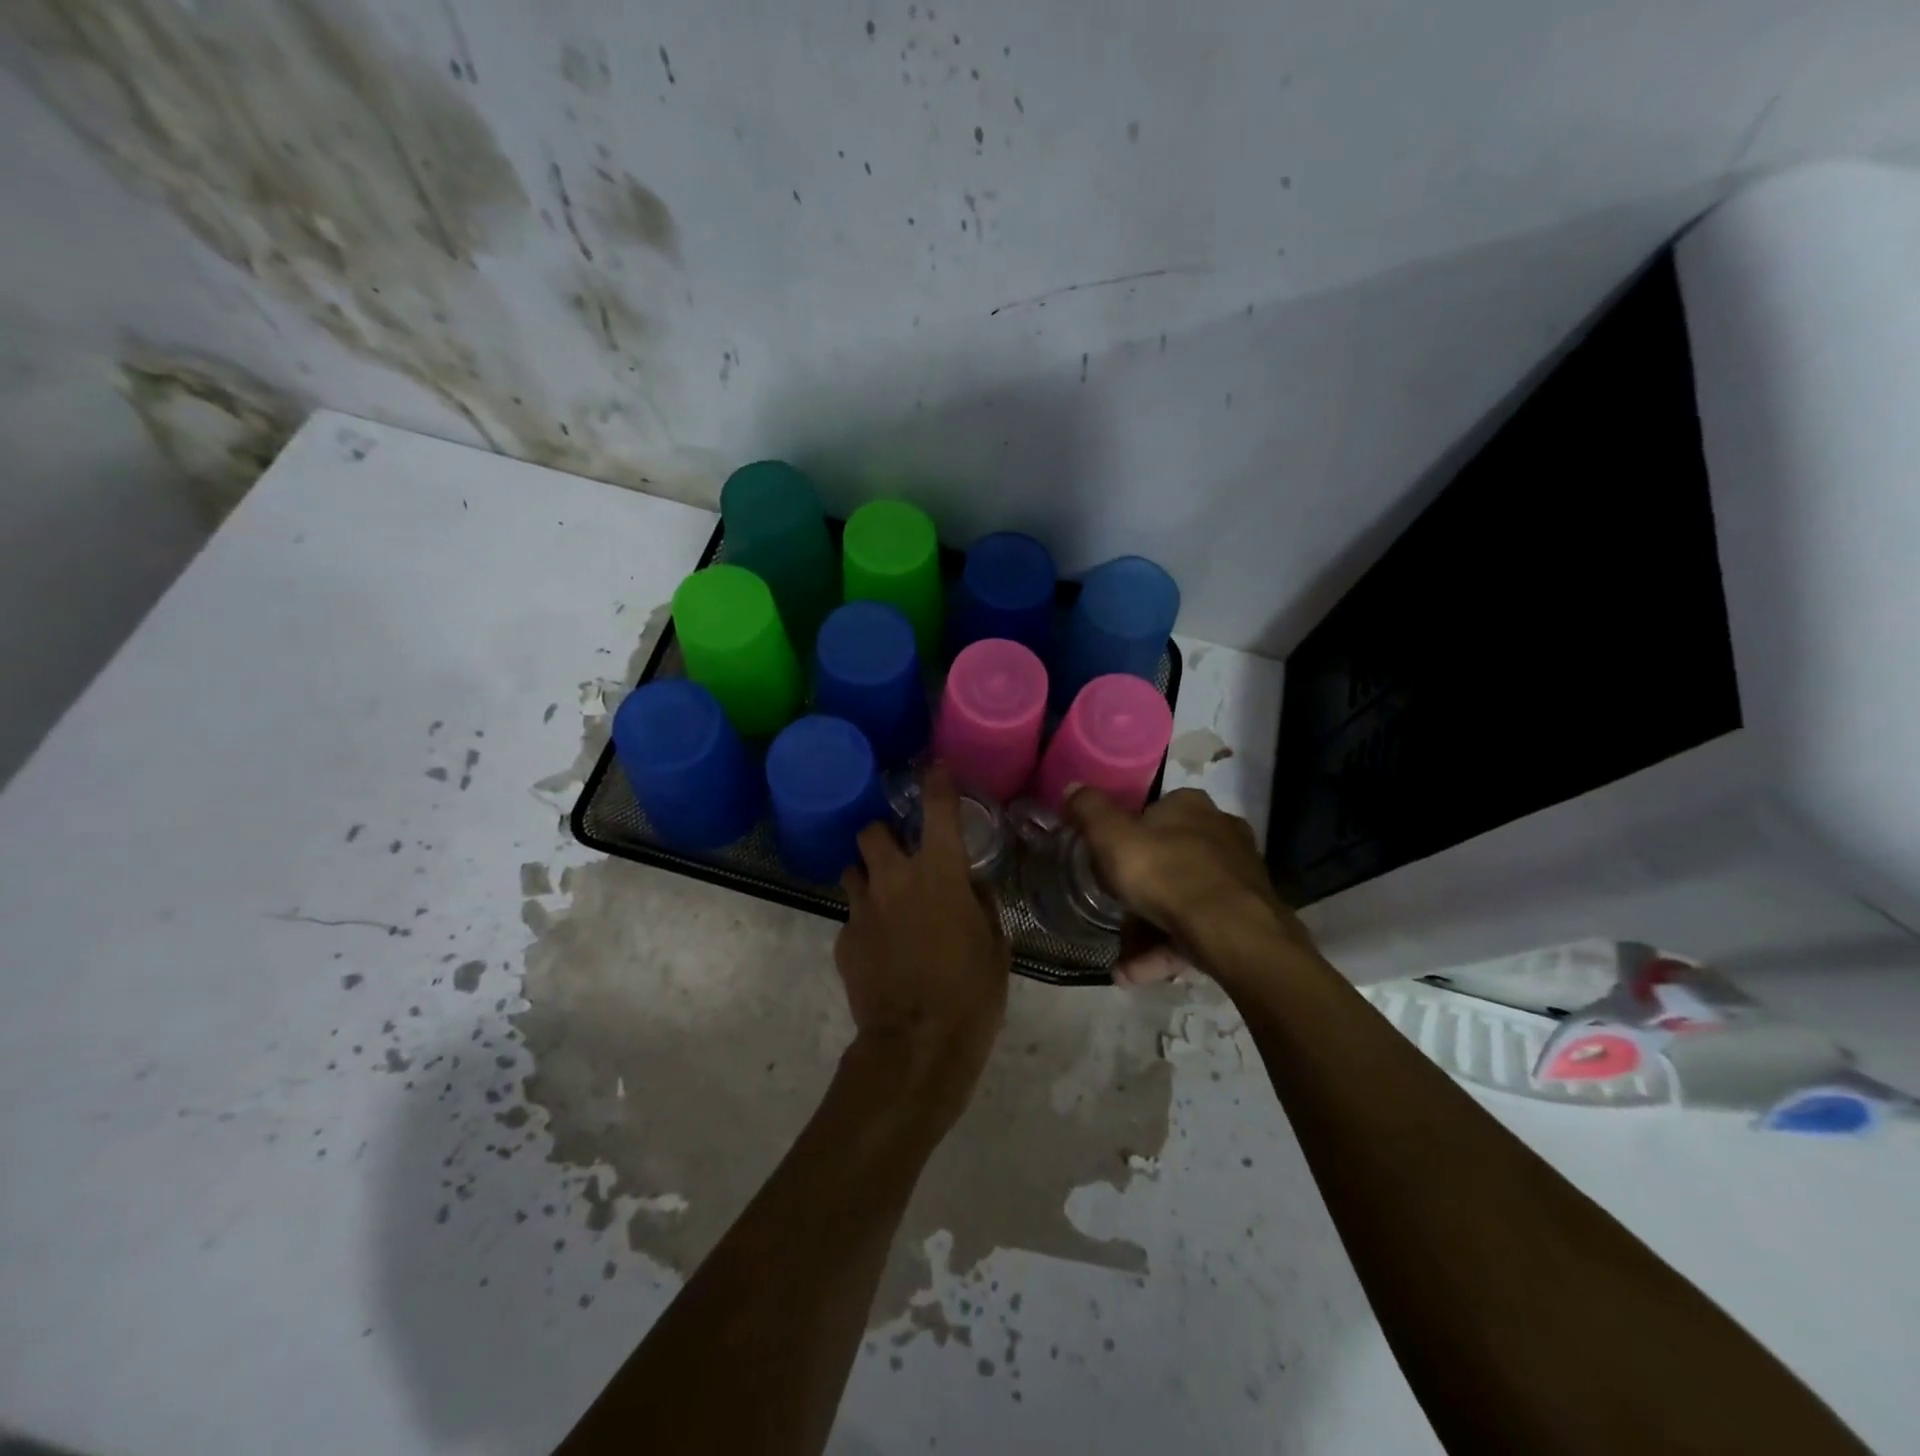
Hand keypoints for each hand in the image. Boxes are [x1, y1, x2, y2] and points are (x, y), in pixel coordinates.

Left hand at [837, 765, 1010, 1123]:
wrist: (918, 1046)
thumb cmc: (971, 993)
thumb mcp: (995, 945)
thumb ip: (980, 905)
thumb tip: (970, 887)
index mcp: (939, 874)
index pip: (938, 810)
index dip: (937, 783)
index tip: (935, 769)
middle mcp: (894, 880)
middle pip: (871, 831)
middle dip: (882, 836)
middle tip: (898, 855)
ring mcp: (862, 910)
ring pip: (852, 871)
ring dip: (868, 877)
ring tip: (885, 901)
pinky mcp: (843, 940)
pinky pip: (852, 918)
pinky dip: (865, 924)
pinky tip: (881, 950)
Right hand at [1065, 786, 1311, 985]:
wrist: (1232, 931)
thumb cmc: (1164, 872)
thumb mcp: (1111, 836)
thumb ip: (1089, 810)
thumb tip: (1073, 787)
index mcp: (1190, 806)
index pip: (1152, 812)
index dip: (1126, 835)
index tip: (1106, 861)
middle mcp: (1219, 832)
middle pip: (1168, 858)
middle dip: (1138, 889)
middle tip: (1112, 910)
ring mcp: (1236, 876)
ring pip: (1182, 900)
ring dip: (1148, 929)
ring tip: (1119, 962)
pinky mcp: (1245, 915)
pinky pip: (1196, 931)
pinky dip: (1166, 950)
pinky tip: (1135, 974)